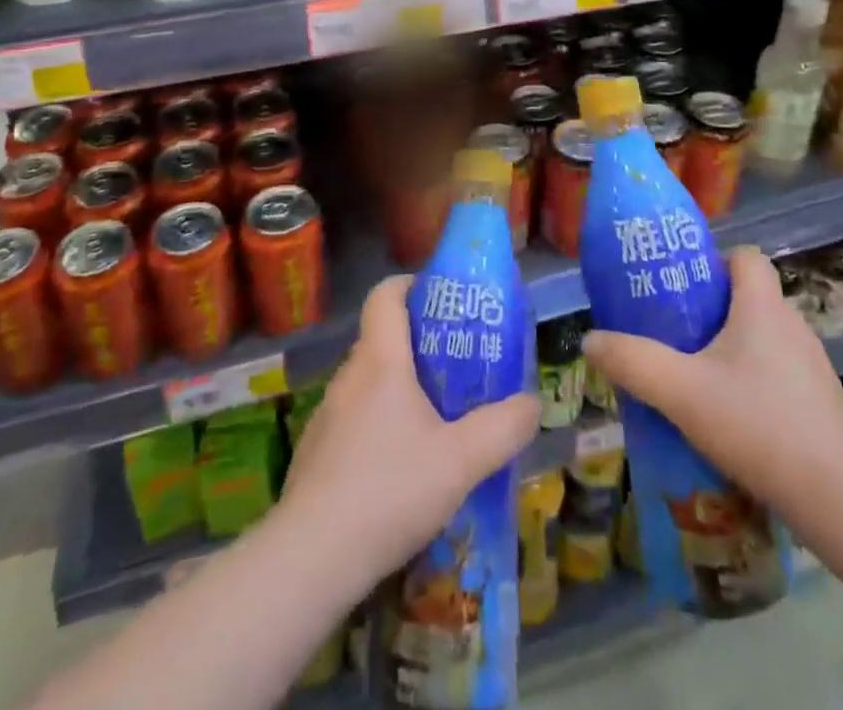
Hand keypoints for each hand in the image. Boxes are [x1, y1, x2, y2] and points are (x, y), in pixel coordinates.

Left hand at [280, 275, 539, 595]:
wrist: (311, 558)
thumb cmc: (390, 490)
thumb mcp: (461, 461)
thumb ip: (503, 428)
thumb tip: (531, 404)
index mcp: (380, 361)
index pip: (385, 295)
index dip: (410, 285)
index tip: (439, 298)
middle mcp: (349, 377)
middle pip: (381, 339)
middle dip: (418, 344)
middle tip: (456, 366)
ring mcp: (327, 415)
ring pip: (368, 382)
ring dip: (399, 388)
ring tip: (435, 419)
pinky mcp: (315, 452)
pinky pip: (354, 419)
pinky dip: (379, 424)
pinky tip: (400, 468)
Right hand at [581, 245, 842, 532]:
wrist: (839, 501)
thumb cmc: (757, 425)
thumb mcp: (680, 392)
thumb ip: (632, 362)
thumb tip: (590, 340)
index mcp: (763, 307)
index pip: (745, 257)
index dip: (713, 261)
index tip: (682, 287)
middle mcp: (792, 326)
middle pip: (749, 296)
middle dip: (711, 308)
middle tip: (674, 332)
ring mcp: (812, 366)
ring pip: (763, 337)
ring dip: (731, 348)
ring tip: (695, 376)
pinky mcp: (820, 404)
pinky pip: (778, 373)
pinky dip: (753, 381)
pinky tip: (730, 418)